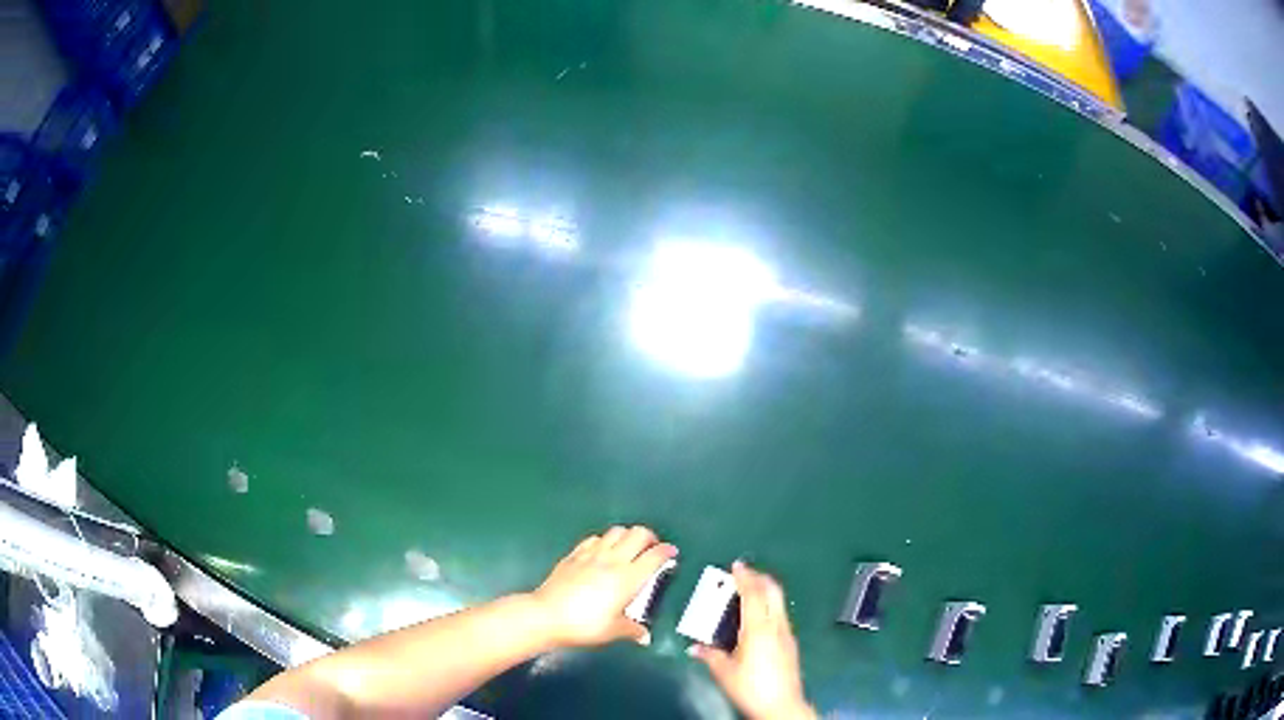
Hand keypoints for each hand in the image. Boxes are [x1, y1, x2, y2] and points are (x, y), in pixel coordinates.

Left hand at [530, 525, 677, 647]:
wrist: (546, 615)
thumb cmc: (584, 625)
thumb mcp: (613, 631)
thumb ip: (632, 630)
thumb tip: (644, 636)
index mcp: (628, 578)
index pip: (654, 555)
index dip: (667, 551)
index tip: (672, 554)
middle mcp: (612, 560)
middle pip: (638, 534)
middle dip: (650, 537)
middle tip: (651, 549)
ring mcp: (591, 554)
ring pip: (616, 531)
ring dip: (627, 536)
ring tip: (628, 549)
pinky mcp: (574, 554)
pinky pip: (595, 538)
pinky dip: (604, 541)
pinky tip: (602, 552)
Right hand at [690, 562, 815, 719]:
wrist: (782, 705)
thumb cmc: (750, 688)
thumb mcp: (724, 672)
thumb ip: (710, 656)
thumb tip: (694, 647)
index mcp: (758, 629)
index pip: (753, 594)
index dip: (745, 577)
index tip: (737, 565)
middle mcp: (776, 626)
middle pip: (773, 591)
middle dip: (759, 578)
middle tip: (744, 572)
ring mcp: (787, 633)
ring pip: (779, 602)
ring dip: (766, 591)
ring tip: (750, 590)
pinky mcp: (791, 643)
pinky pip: (780, 614)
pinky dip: (770, 605)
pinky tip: (759, 616)